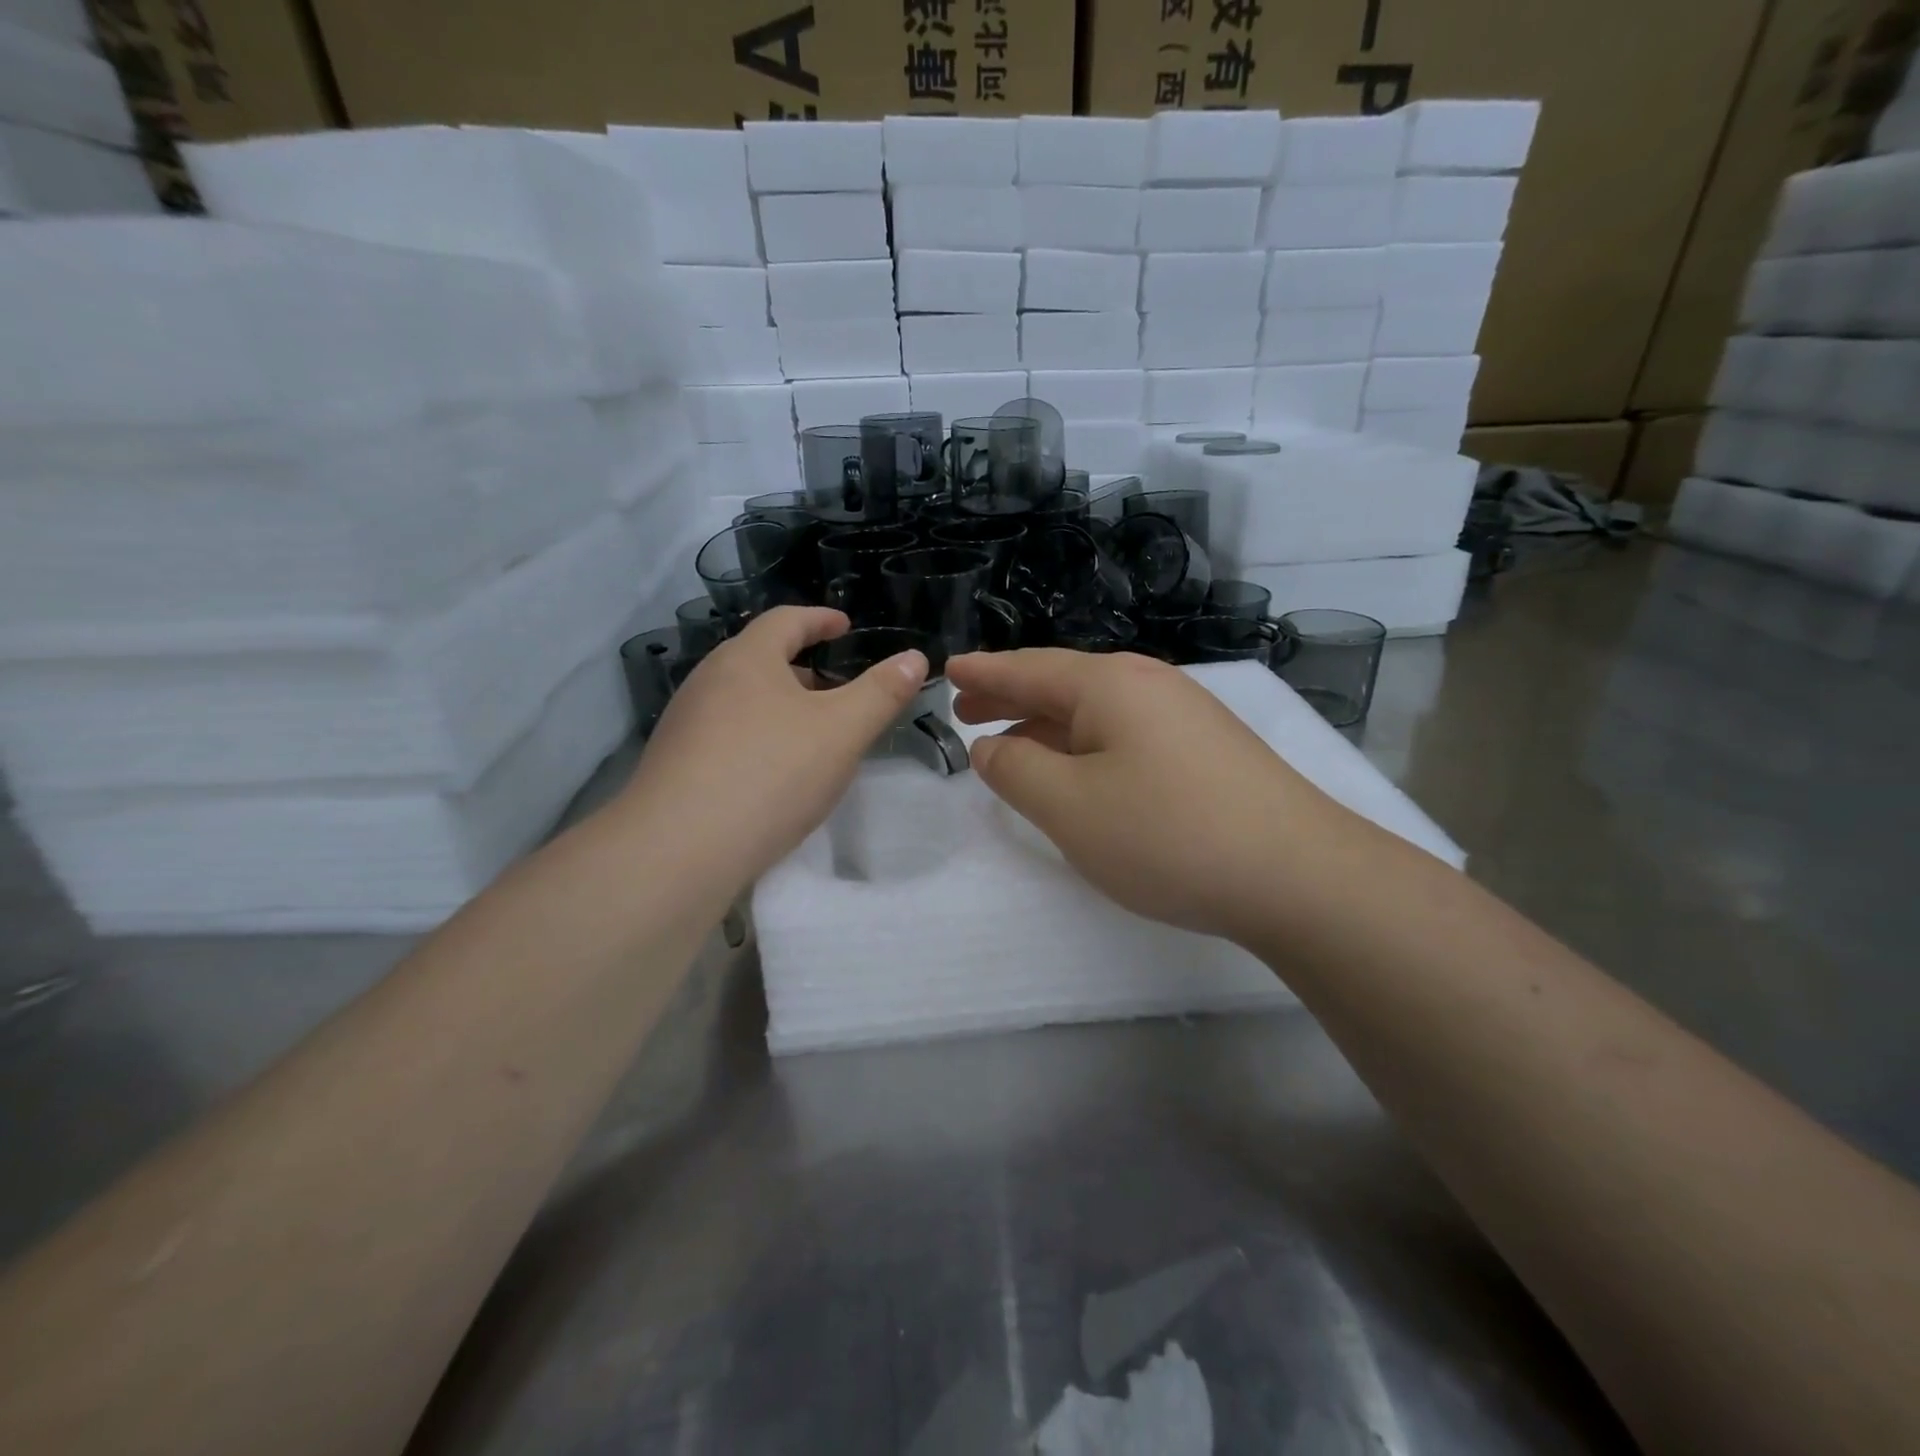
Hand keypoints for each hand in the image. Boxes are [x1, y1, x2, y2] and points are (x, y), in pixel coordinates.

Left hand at [620, 607, 926, 887]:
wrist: (679, 849)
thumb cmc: (770, 774)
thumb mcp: (842, 731)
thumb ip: (882, 692)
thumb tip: (915, 659)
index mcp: (746, 659)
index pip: (786, 620)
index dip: (820, 619)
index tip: (844, 626)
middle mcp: (708, 681)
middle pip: (760, 659)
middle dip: (803, 668)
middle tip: (837, 687)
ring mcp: (685, 723)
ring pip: (743, 699)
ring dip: (780, 705)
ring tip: (811, 733)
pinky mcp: (675, 763)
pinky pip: (726, 734)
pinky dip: (758, 736)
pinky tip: (774, 773)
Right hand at [948, 649, 1365, 944]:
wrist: (1298, 875)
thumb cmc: (1167, 833)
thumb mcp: (1068, 806)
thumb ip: (1016, 771)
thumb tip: (992, 747)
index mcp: (1108, 684)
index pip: (1028, 668)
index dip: (984, 672)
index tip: (948, 670)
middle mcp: (1148, 685)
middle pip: (1062, 684)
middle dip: (1011, 698)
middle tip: (967, 710)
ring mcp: (1184, 716)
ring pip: (1096, 713)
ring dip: (1048, 726)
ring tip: (1012, 744)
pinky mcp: (1206, 751)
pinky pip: (1125, 736)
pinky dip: (1085, 747)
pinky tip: (1080, 773)